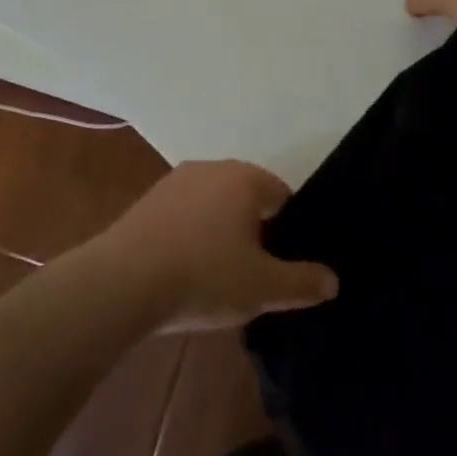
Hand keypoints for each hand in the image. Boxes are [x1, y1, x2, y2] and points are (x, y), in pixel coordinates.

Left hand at [85, 161, 338, 333]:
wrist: (123, 282)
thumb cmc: (204, 276)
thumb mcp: (263, 288)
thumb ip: (302, 282)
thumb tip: (333, 280)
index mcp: (245, 178)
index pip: (281, 195)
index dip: (288, 230)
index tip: (282, 264)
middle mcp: (212, 168)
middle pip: (246, 197)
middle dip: (254, 231)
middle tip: (253, 274)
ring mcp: (176, 181)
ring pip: (213, 205)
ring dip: (220, 233)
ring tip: (217, 277)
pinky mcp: (148, 201)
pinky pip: (184, 215)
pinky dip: (190, 236)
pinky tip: (184, 271)